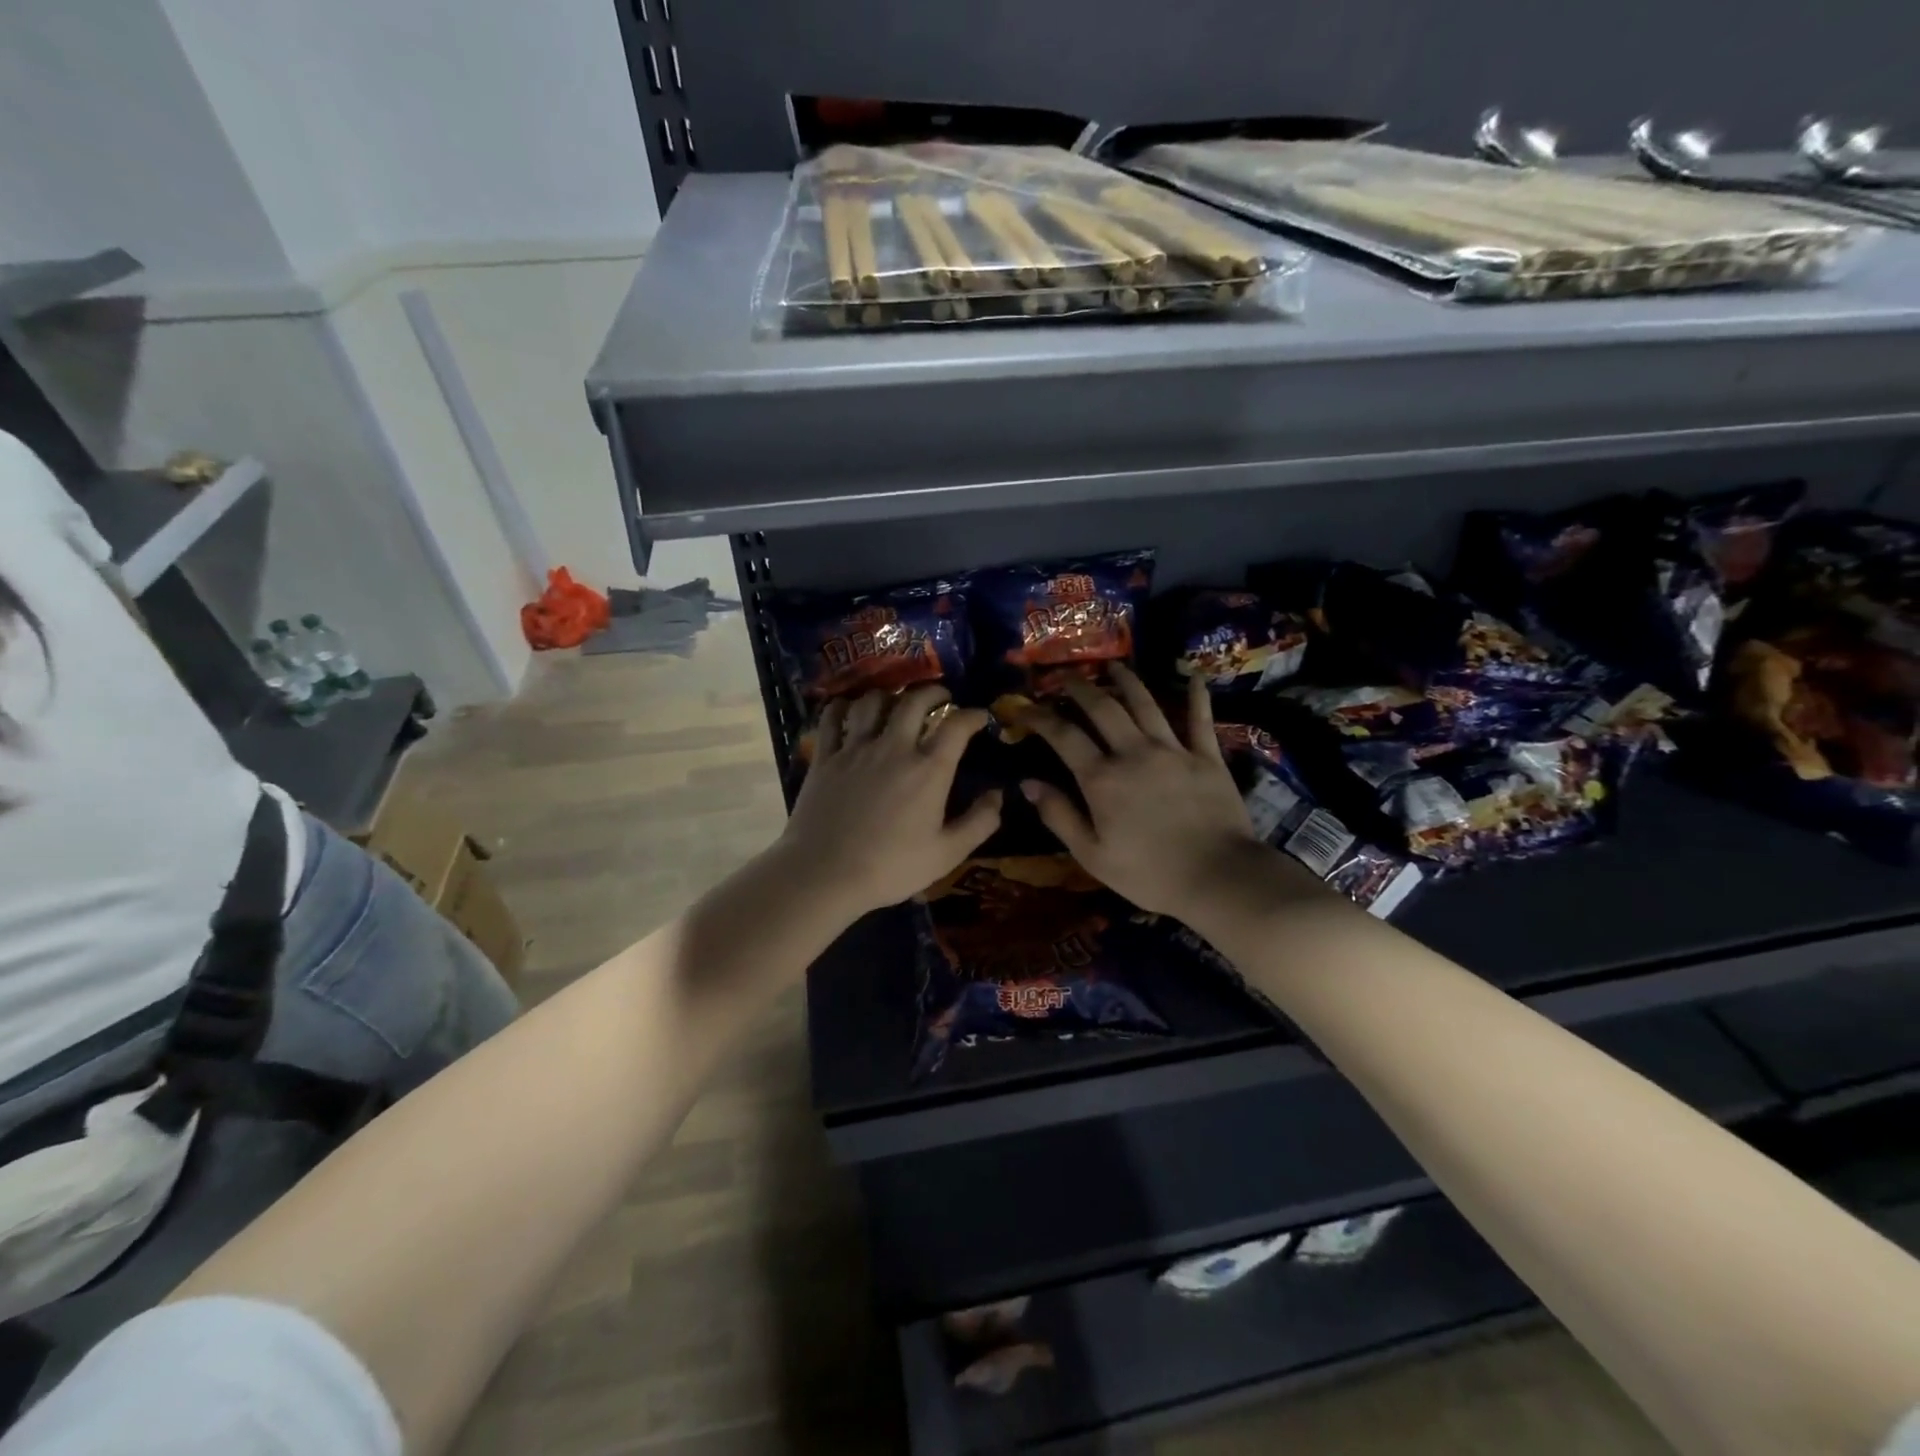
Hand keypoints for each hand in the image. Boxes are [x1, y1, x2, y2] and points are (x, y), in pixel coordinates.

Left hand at [776, 685, 1000, 917]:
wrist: (824, 874)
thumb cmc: (891, 867)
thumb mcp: (947, 854)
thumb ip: (980, 822)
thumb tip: (999, 795)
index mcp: (928, 769)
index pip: (957, 725)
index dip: (973, 715)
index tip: (980, 717)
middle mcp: (894, 747)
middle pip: (915, 700)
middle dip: (934, 692)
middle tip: (942, 698)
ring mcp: (855, 749)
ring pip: (873, 701)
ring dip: (890, 695)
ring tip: (897, 703)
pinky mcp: (825, 757)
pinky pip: (832, 717)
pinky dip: (843, 706)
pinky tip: (850, 710)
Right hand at [1016, 668, 1267, 921]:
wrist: (1219, 877)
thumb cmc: (1149, 874)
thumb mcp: (1092, 855)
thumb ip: (1059, 816)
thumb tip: (1028, 783)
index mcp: (1102, 778)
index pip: (1063, 736)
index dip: (1040, 717)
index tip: (1025, 707)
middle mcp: (1134, 752)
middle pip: (1103, 708)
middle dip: (1081, 688)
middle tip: (1067, 678)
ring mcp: (1173, 750)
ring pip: (1145, 704)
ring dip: (1127, 681)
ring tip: (1114, 666)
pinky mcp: (1207, 757)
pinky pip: (1200, 719)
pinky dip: (1197, 696)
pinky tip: (1193, 677)